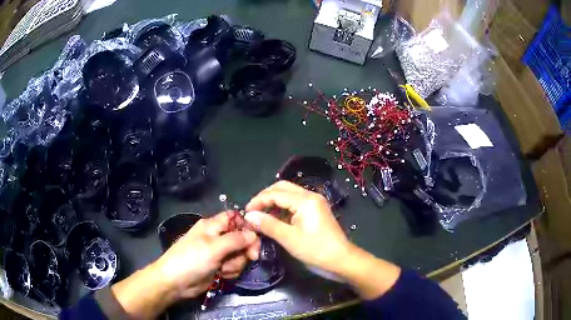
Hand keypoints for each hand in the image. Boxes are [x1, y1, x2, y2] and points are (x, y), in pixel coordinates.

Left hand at [153, 211, 260, 296]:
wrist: (176, 283)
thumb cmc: (191, 260)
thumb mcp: (214, 247)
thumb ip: (236, 240)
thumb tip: (254, 234)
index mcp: (213, 226)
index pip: (234, 218)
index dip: (246, 225)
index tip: (257, 237)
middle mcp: (217, 237)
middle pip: (241, 238)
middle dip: (245, 249)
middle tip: (251, 257)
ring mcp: (218, 253)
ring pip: (239, 255)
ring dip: (236, 263)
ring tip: (223, 269)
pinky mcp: (219, 267)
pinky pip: (234, 266)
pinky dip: (231, 271)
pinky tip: (221, 274)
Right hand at [245, 181, 399, 299]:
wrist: (341, 259)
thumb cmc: (315, 249)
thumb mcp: (289, 238)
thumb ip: (268, 224)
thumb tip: (248, 216)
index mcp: (305, 200)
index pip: (275, 193)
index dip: (258, 201)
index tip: (246, 213)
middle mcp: (310, 195)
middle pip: (282, 188)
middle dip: (265, 197)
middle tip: (253, 211)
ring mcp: (315, 201)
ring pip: (289, 194)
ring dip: (273, 201)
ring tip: (261, 215)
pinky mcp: (316, 209)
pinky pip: (295, 202)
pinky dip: (283, 207)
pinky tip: (275, 218)